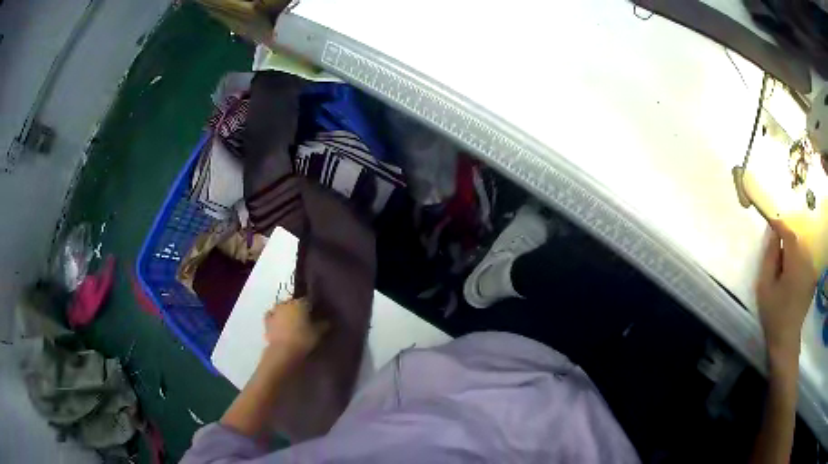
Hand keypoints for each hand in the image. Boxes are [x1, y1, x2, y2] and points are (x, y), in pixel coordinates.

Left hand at [263, 298, 326, 361]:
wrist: (283, 352)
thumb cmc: (303, 340)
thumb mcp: (318, 333)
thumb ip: (324, 325)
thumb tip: (328, 320)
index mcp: (299, 302)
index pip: (308, 299)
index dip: (313, 306)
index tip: (317, 313)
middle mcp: (286, 303)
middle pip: (294, 302)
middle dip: (299, 309)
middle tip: (305, 319)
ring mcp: (274, 311)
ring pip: (283, 308)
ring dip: (287, 313)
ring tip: (293, 323)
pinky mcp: (267, 321)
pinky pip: (272, 316)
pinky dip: (276, 318)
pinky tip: (279, 324)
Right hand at [756, 220, 816, 361]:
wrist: (786, 340)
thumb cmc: (773, 314)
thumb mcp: (765, 285)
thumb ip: (770, 256)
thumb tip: (773, 233)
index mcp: (795, 263)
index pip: (789, 234)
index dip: (780, 226)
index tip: (771, 222)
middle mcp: (807, 262)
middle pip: (796, 241)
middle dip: (786, 241)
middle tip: (776, 251)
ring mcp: (812, 270)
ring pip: (802, 250)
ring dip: (793, 251)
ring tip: (784, 266)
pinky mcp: (813, 278)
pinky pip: (806, 260)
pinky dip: (799, 260)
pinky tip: (792, 275)